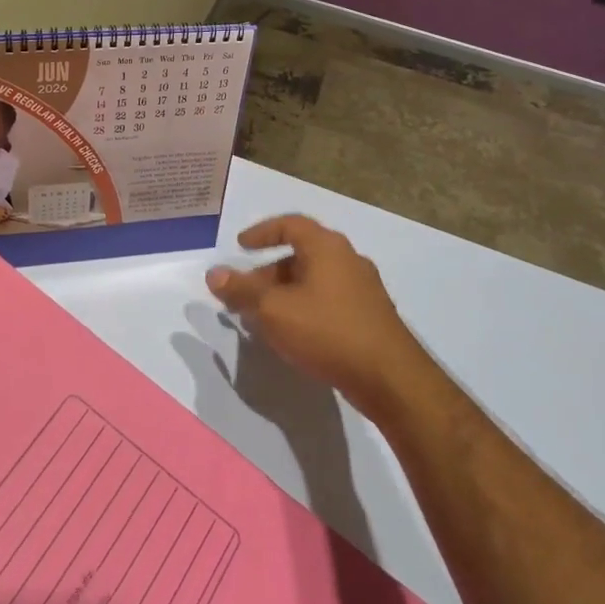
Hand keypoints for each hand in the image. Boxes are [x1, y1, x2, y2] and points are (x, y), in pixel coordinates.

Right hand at [206, 215, 427, 413]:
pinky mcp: (370, 316)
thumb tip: (214, 274)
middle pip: (301, 254)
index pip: (290, 225)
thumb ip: (242, 290)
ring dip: (285, 292)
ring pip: (314, 280)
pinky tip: (294, 333)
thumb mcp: (273, 310)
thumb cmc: (327, 331)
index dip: (262, 232)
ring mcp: (363, 288)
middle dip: (268, 272)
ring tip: (264, 317)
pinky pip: (329, 300)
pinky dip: (305, 306)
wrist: (390, 378)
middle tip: (245, 293)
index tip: (240, 247)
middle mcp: (348, 259)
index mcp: (326, 247)